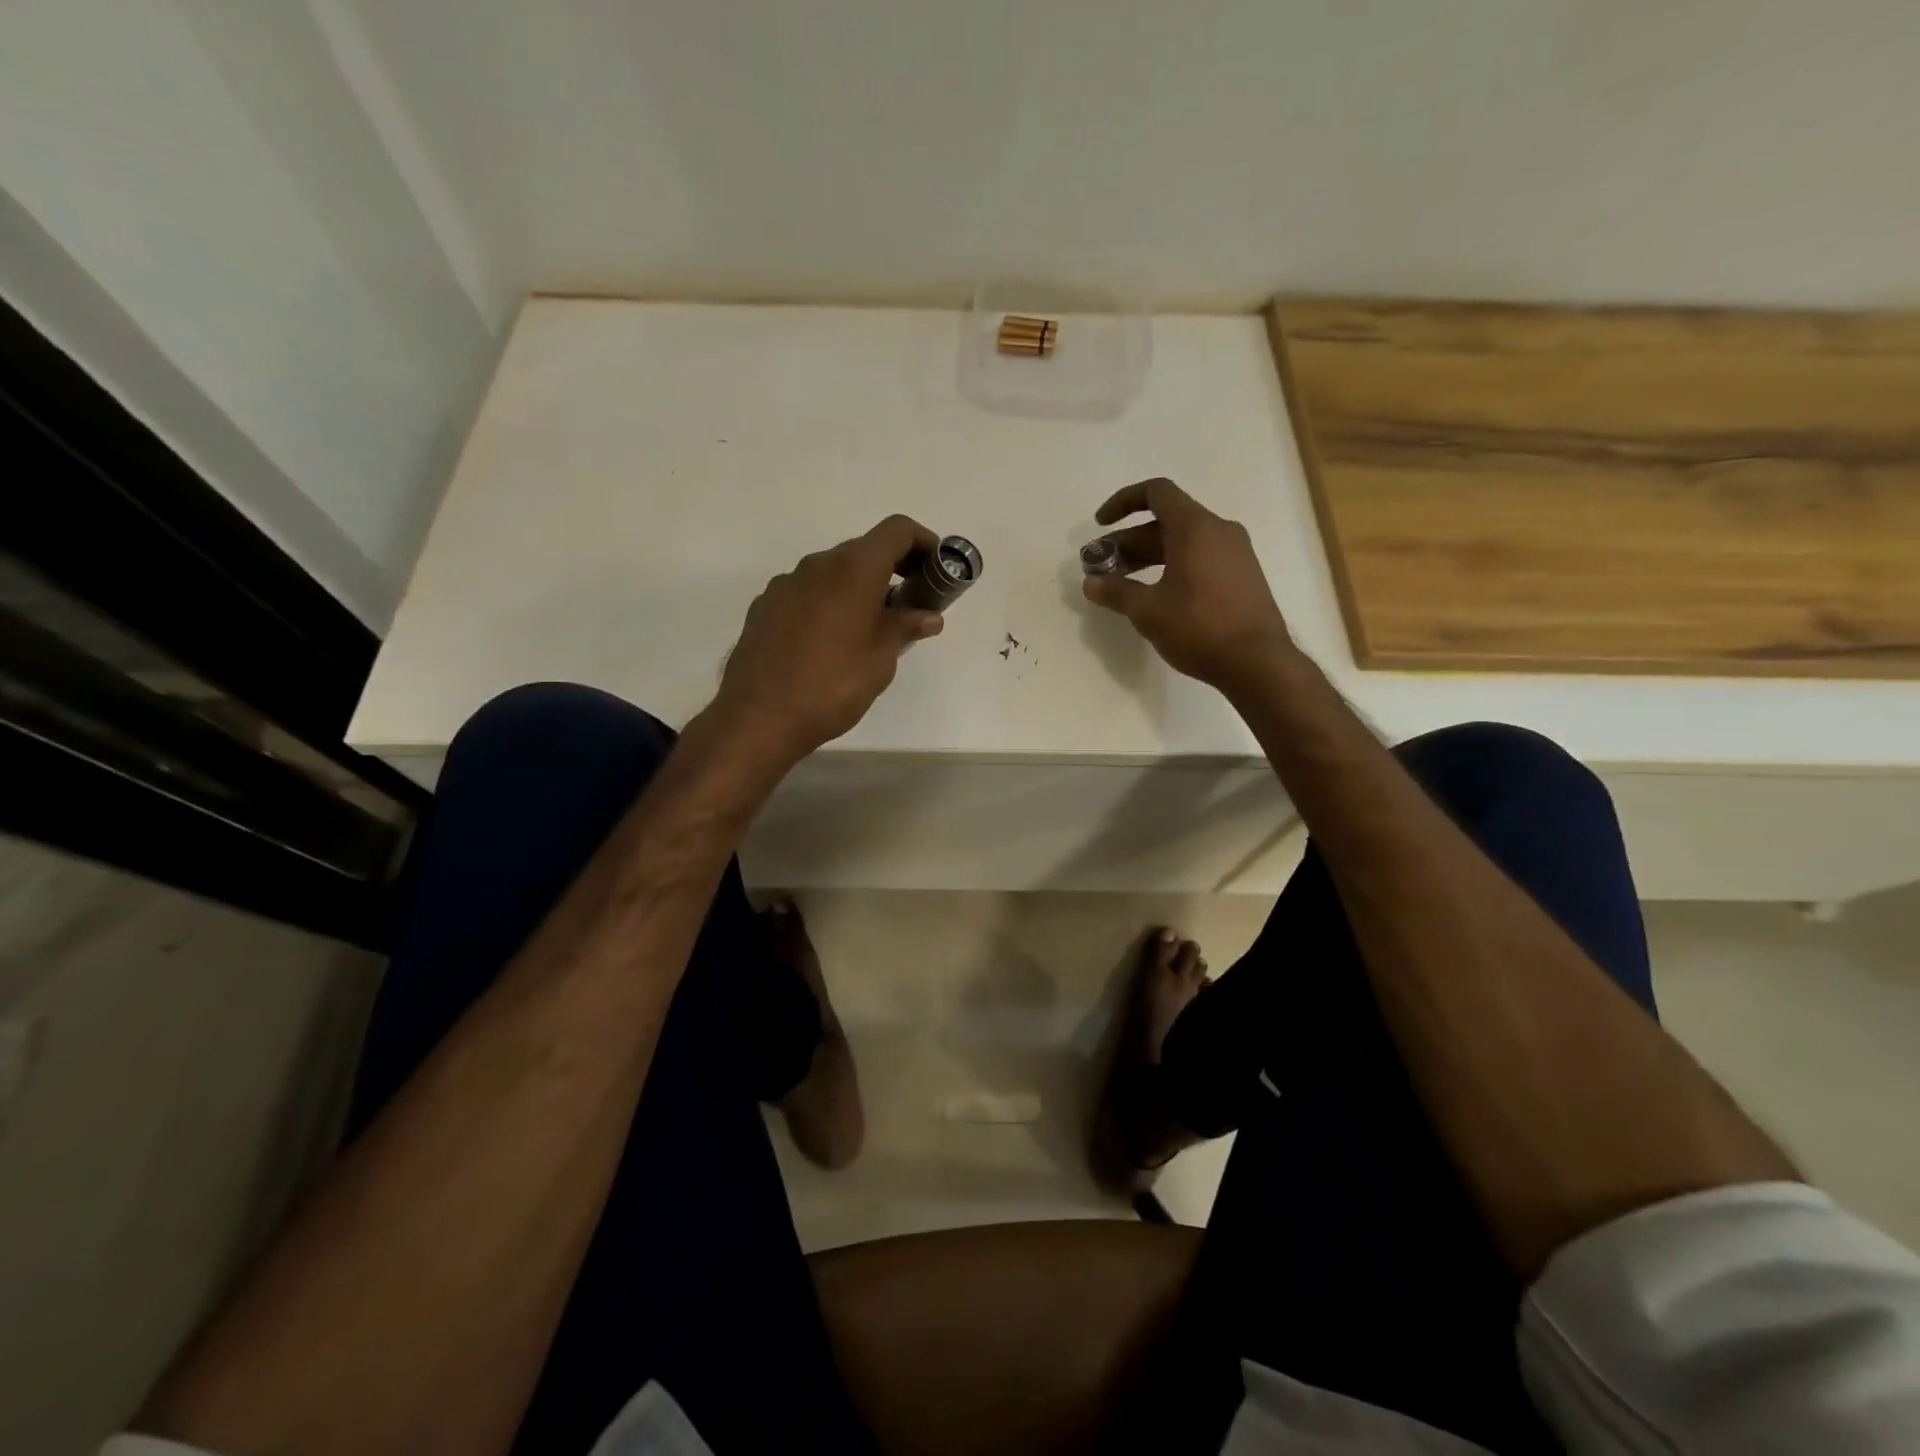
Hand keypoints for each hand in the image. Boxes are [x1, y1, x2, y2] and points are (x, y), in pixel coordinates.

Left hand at [711, 515, 945, 766]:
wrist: (758, 717)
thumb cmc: (831, 687)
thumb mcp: (880, 661)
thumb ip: (904, 628)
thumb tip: (927, 616)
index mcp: (853, 570)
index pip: (896, 531)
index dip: (923, 542)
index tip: (937, 568)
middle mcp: (817, 565)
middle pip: (864, 549)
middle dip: (893, 568)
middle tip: (910, 604)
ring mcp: (786, 583)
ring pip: (833, 572)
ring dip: (859, 587)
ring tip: (870, 627)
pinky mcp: (765, 605)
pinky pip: (808, 592)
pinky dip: (829, 602)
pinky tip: (830, 641)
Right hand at [1082, 477, 1292, 692]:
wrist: (1257, 663)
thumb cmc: (1199, 628)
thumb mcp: (1148, 611)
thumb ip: (1116, 591)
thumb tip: (1090, 583)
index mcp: (1195, 528)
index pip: (1156, 493)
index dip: (1123, 502)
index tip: (1100, 524)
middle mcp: (1219, 531)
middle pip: (1165, 523)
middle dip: (1128, 542)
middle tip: (1101, 567)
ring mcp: (1235, 554)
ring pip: (1182, 543)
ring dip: (1147, 558)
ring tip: (1121, 584)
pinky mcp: (1241, 577)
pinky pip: (1199, 559)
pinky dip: (1171, 568)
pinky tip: (1155, 597)